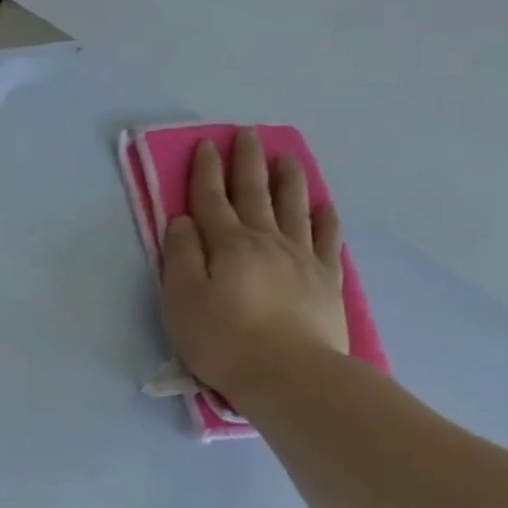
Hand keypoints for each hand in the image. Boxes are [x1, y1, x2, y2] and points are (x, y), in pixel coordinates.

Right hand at [161, 126, 348, 404]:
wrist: (288, 373)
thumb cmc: (223, 340)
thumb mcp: (182, 300)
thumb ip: (181, 257)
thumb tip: (183, 221)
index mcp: (228, 245)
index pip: (212, 200)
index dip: (206, 172)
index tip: (206, 145)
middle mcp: (266, 241)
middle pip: (255, 193)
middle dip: (247, 162)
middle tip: (247, 134)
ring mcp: (301, 258)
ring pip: (294, 206)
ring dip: (288, 179)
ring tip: (286, 157)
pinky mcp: (325, 280)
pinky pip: (327, 238)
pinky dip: (324, 217)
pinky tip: (324, 205)